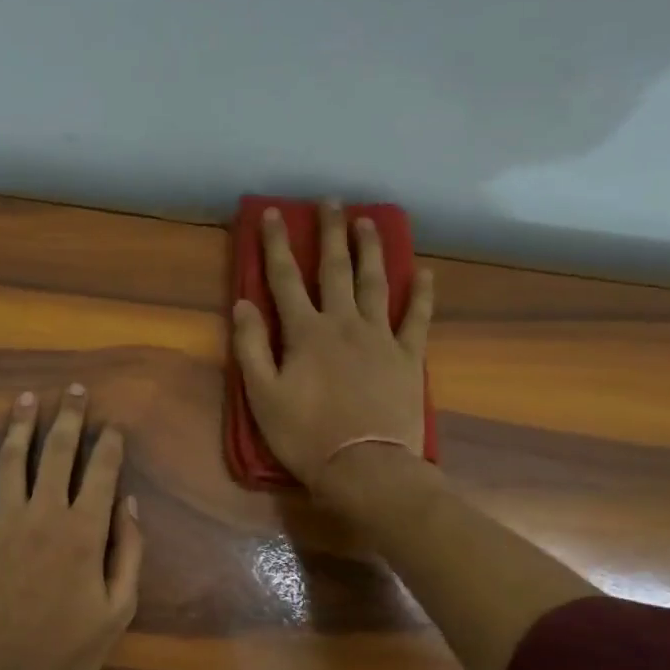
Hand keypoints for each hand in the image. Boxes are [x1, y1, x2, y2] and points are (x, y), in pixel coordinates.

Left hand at [0, 385, 142, 669]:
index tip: (113, 425)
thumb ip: (129, 552)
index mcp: (85, 532)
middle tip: (74, 391)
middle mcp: (45, 516)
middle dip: (69, 417)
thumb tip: (129, 503)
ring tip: (27, 398)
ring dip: (20, 426)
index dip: (109, 444)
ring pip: (11, 461)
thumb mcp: (120, 608)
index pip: (101, 472)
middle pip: (57, 453)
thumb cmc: (71, 649)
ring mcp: (4, 524)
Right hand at [232, 200, 436, 499]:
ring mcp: (381, 338)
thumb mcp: (262, 395)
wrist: (365, 467)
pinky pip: (417, 318)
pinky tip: (425, 272)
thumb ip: (251, 347)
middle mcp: (344, 324)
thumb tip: (243, 303)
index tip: (273, 214)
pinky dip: (422, 294)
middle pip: (336, 269)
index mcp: (305, 332)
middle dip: (330, 233)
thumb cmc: (305, 435)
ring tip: (369, 222)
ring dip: (371, 250)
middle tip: (330, 202)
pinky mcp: (408, 357)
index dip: (277, 244)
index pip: (286, 279)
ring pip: (376, 283)